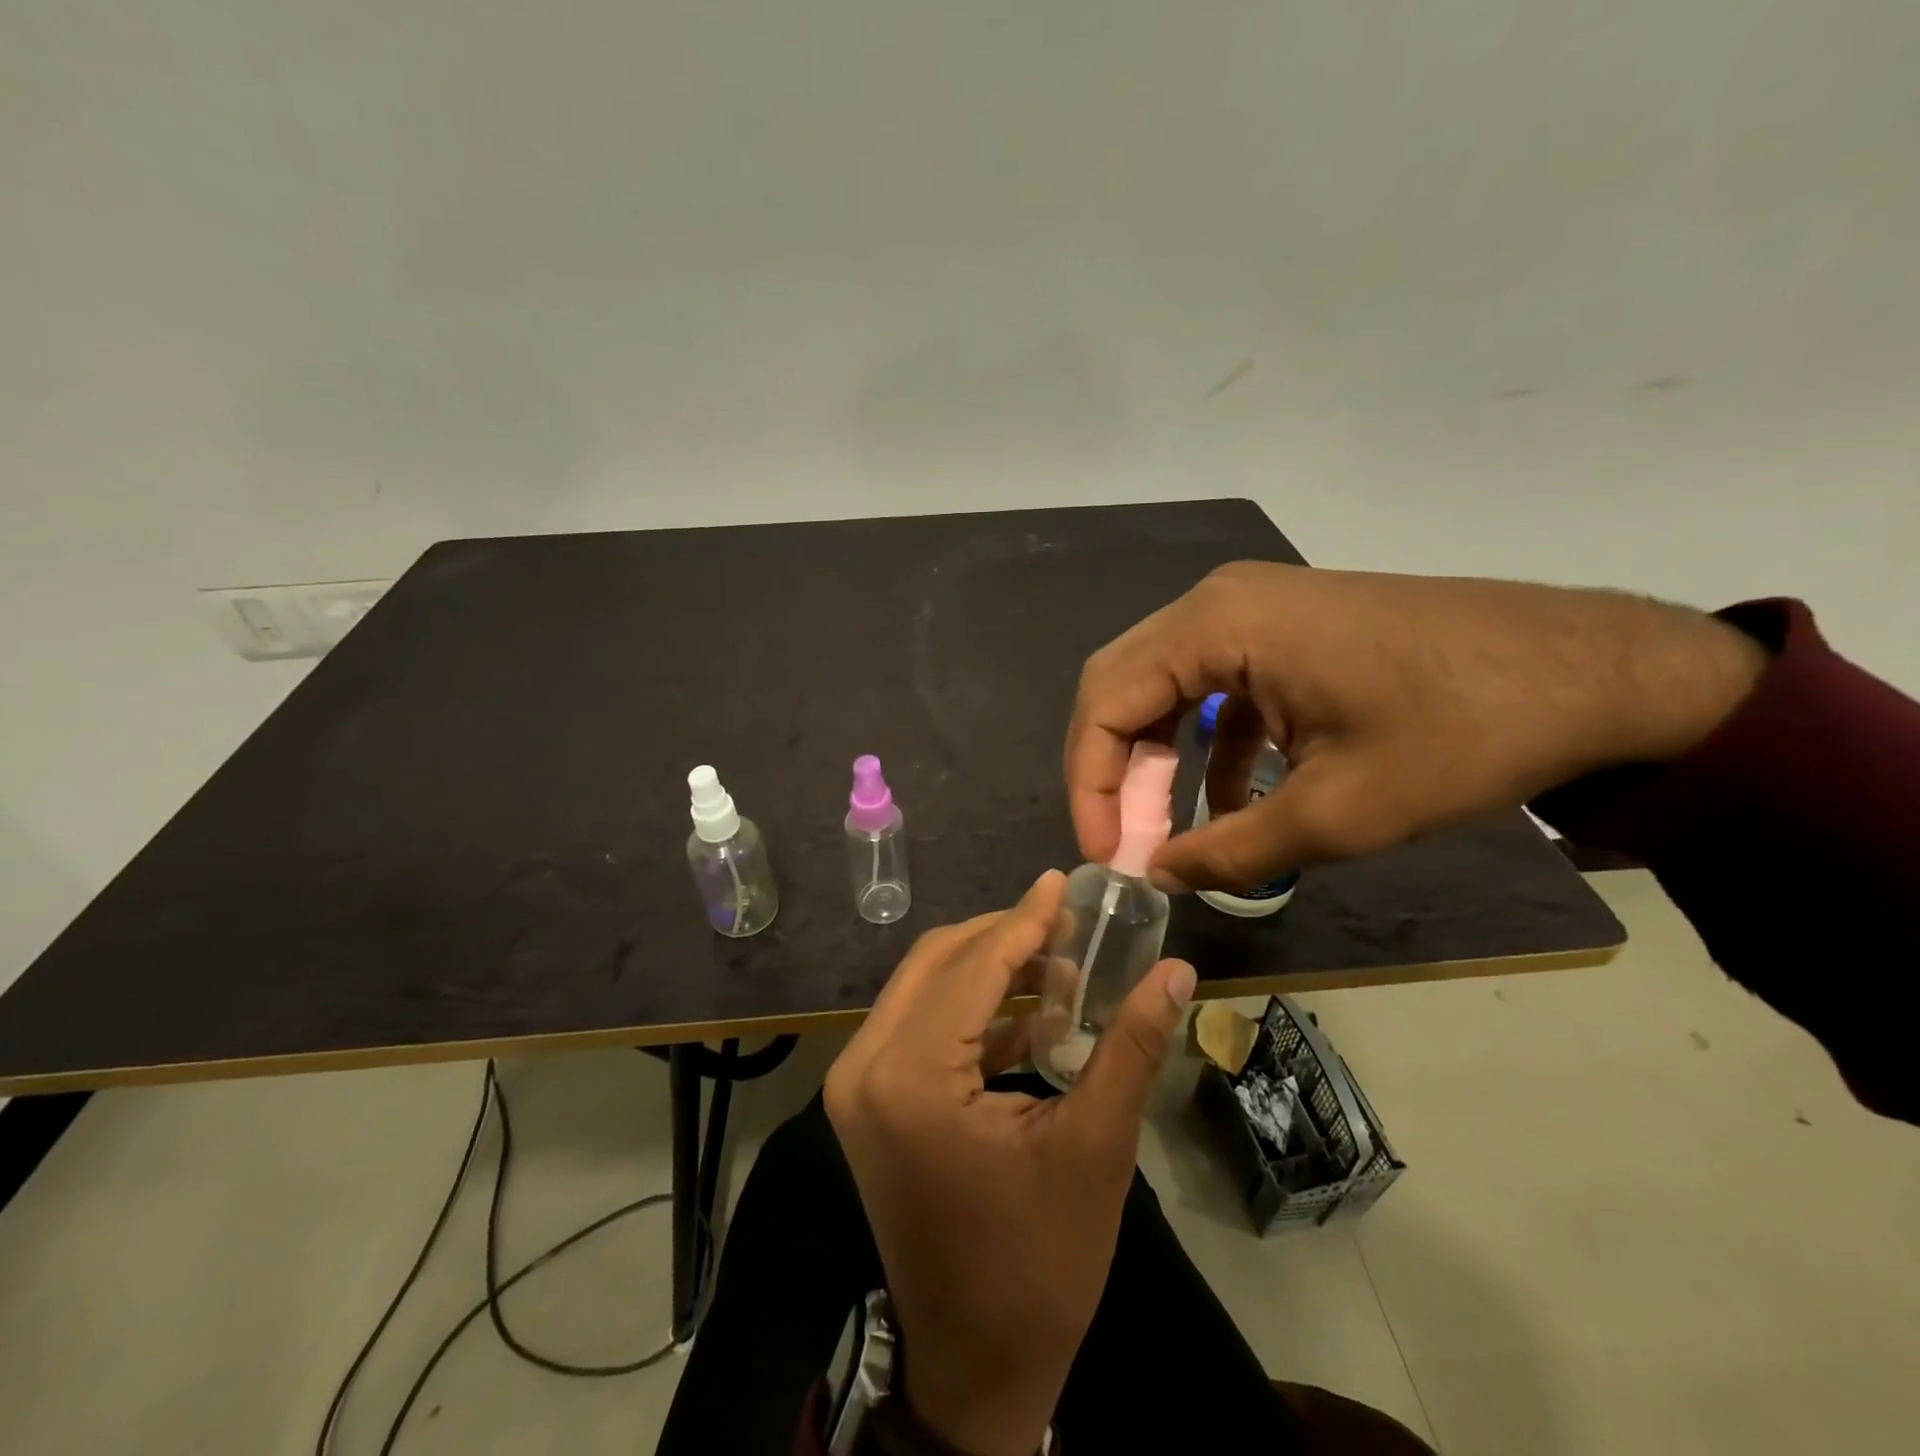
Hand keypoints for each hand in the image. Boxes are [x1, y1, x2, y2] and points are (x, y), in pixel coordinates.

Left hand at [824, 871, 1195, 1455]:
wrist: (974, 1367)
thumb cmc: (1037, 1266)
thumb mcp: (1094, 1149)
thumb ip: (1131, 1045)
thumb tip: (1177, 970)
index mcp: (909, 1077)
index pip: (971, 965)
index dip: (1024, 918)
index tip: (1063, 881)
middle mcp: (866, 1066)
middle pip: (939, 962)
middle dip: (1006, 936)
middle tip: (1071, 926)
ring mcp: (858, 1085)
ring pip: (925, 987)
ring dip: (991, 969)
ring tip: (1062, 965)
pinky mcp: (869, 1102)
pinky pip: (920, 1024)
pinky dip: (972, 1009)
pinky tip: (1032, 1015)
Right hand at [1067, 562, 1767, 890]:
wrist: (1596, 671)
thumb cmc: (1463, 734)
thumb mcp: (1339, 814)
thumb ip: (1231, 852)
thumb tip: (1158, 877)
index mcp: (1218, 625)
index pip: (1107, 702)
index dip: (1091, 786)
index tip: (1107, 857)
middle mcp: (1217, 601)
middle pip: (1122, 687)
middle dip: (1113, 773)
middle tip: (1127, 844)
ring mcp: (1251, 609)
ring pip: (1161, 687)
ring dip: (1155, 761)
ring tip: (1167, 832)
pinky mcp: (1283, 630)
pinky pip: (1211, 687)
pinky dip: (1204, 746)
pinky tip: (1228, 801)